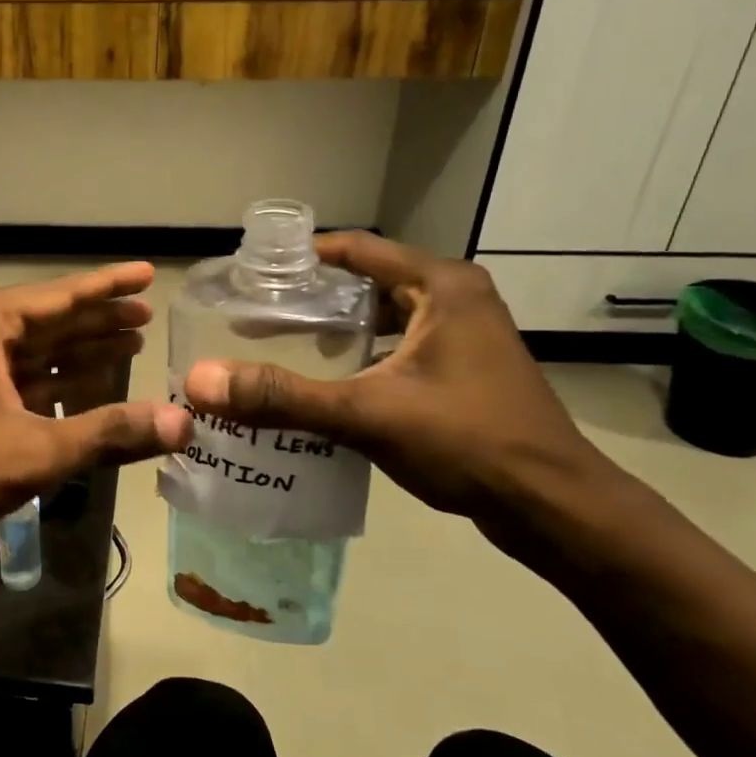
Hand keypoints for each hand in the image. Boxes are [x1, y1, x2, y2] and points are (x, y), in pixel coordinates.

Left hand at [0, 263, 191, 534]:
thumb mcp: (40, 448)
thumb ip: (111, 431)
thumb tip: (183, 424)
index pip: (59, 296)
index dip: (109, 287)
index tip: (148, 273)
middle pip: (48, 319)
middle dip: (99, 320)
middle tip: (148, 316)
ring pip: (33, 349)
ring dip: (80, 350)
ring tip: (132, 344)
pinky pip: (18, 375)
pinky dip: (54, 379)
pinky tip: (92, 382)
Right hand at [182, 232, 607, 524]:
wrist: (553, 506)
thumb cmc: (467, 442)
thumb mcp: (366, 414)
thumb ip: (282, 397)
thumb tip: (201, 381)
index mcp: (441, 287)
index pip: (356, 250)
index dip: (301, 257)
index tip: (253, 272)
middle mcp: (456, 299)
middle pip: (367, 282)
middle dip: (312, 297)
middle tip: (257, 315)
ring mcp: (466, 336)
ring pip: (384, 317)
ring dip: (336, 328)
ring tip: (283, 346)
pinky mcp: (466, 370)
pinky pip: (399, 346)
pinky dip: (362, 356)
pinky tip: (329, 384)